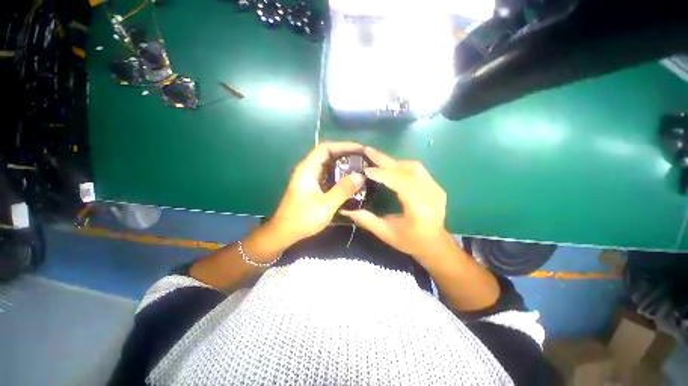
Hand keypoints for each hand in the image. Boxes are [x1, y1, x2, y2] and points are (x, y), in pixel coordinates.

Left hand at [267, 142, 365, 248]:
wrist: (284, 233)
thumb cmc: (302, 218)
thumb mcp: (326, 205)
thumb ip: (343, 190)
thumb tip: (360, 176)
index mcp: (307, 169)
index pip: (325, 148)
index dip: (343, 145)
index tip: (360, 149)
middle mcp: (308, 170)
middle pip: (327, 155)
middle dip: (346, 154)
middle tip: (363, 159)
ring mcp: (310, 179)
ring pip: (328, 166)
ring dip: (343, 165)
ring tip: (360, 168)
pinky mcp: (313, 187)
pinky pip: (328, 176)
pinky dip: (339, 175)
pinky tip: (350, 181)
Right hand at [341, 147, 450, 262]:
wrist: (435, 244)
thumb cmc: (410, 242)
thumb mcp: (386, 234)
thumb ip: (367, 220)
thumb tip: (345, 210)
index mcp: (420, 209)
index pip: (402, 183)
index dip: (383, 175)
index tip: (366, 170)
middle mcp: (431, 194)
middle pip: (407, 171)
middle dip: (385, 160)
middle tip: (368, 151)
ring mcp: (436, 188)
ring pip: (413, 166)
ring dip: (393, 162)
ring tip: (376, 159)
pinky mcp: (436, 185)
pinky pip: (418, 169)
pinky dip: (401, 165)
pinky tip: (390, 167)